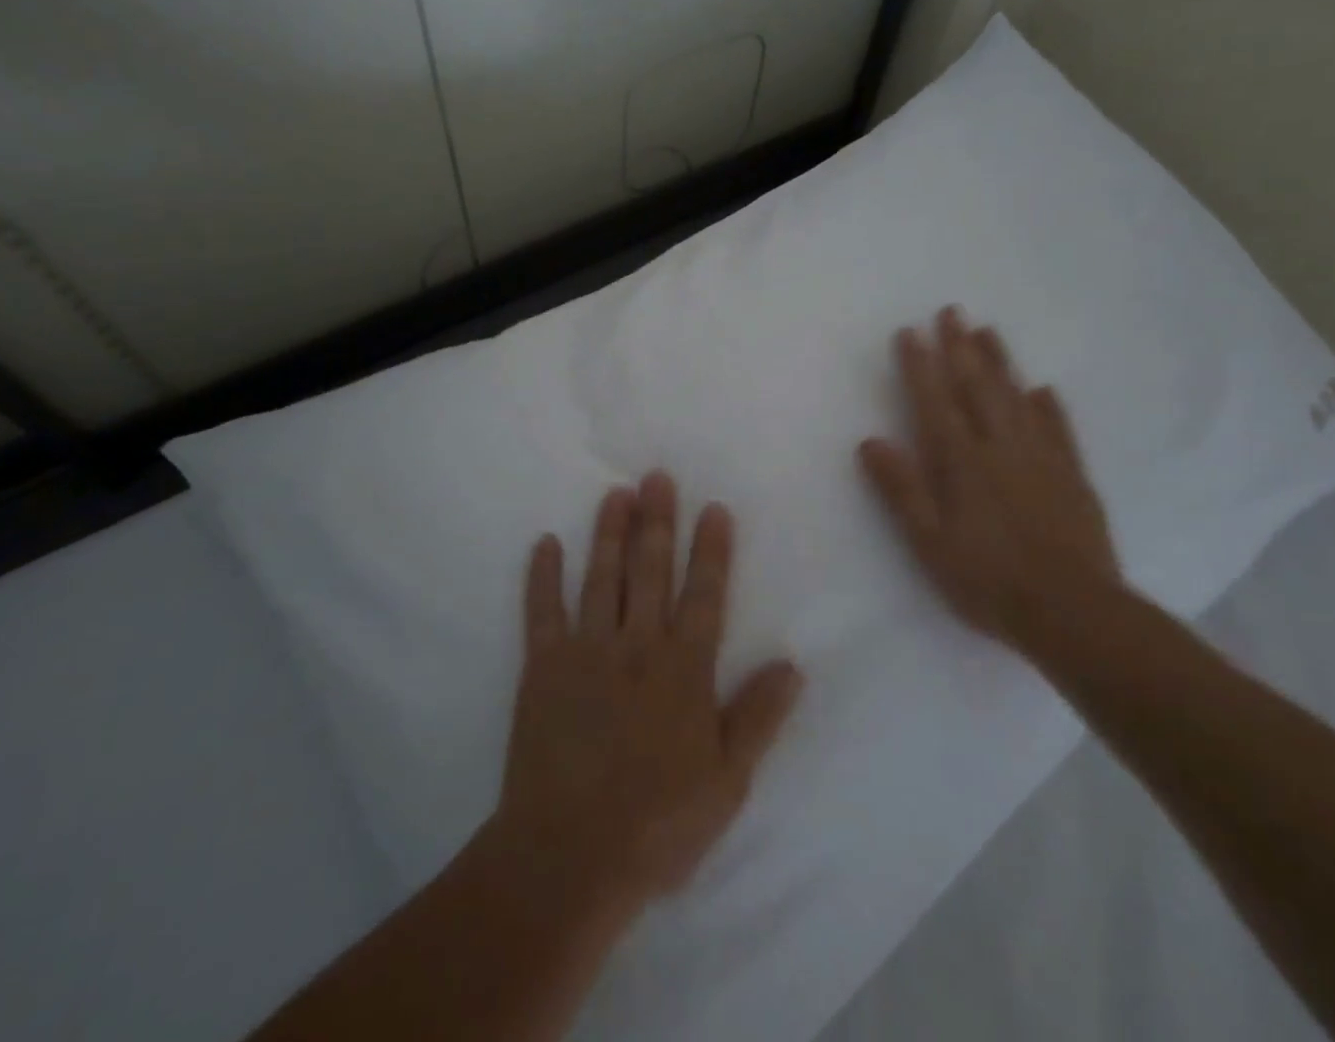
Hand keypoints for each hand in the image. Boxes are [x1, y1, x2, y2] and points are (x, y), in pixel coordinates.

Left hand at [494, 471, 802, 916]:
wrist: (569, 857)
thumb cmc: (657, 823)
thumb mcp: (727, 781)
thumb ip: (759, 717)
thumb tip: (792, 664)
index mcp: (683, 670)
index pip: (704, 596)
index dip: (711, 550)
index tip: (714, 508)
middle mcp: (637, 647)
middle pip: (651, 572)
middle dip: (657, 522)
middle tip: (658, 477)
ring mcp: (587, 652)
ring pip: (602, 578)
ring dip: (609, 533)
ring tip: (616, 492)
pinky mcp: (543, 667)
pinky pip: (542, 612)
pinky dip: (543, 576)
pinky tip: (546, 543)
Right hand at [859, 306, 1121, 650]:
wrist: (1073, 612)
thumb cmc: (988, 580)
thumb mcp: (929, 542)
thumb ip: (901, 489)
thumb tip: (870, 441)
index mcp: (962, 462)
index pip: (935, 401)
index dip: (919, 365)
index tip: (910, 331)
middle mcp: (1001, 447)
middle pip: (977, 387)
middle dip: (960, 347)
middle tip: (951, 311)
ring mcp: (1041, 458)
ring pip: (1017, 397)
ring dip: (1000, 362)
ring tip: (987, 330)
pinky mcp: (1072, 476)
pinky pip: (1058, 428)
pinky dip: (1048, 405)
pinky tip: (1042, 389)